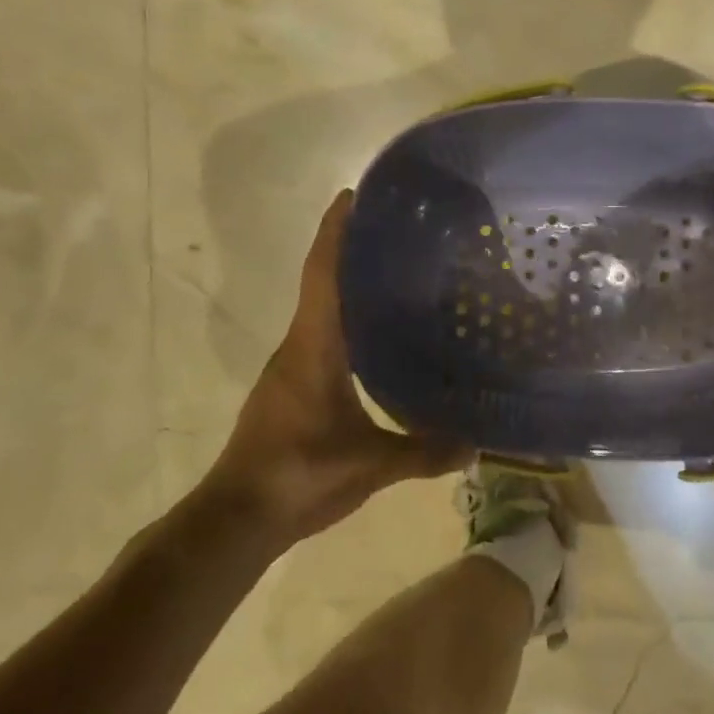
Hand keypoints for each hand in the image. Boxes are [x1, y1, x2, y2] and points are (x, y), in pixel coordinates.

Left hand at [201, 190, 469, 544]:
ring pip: (320, 314)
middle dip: (349, 252)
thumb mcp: (370, 464)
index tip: (352, 195)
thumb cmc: (299, 475)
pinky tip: (377, 340)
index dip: (334, 232)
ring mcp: (289, 370)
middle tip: (396, 234)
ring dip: (347, 288)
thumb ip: (424, 452)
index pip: (322, 275)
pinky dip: (345, 323)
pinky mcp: (289, 390)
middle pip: (321, 284)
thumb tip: (476, 446)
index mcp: (314, 348)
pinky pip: (320, 340)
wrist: (237, 517)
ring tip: (395, 279)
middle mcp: (297, 347)